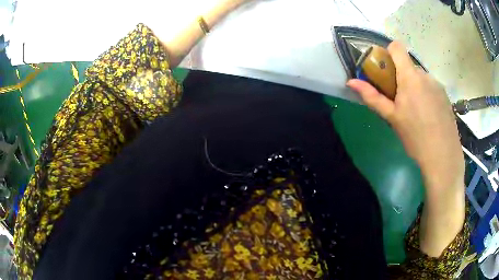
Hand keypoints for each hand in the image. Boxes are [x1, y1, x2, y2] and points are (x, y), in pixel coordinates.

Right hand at [348, 42, 465, 257]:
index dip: (388, 53)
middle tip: (400, 100)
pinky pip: (431, 87)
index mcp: (410, 76)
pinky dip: (426, 94)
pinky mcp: (445, 96)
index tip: (385, 71)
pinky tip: (428, 116)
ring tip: (416, 112)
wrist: (443, 157)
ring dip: (414, 87)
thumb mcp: (392, 118)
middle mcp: (425, 75)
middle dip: (401, 76)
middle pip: (408, 65)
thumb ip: (372, 97)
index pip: (397, 47)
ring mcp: (437, 85)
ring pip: (420, 78)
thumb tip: (350, 82)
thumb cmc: (415, 137)